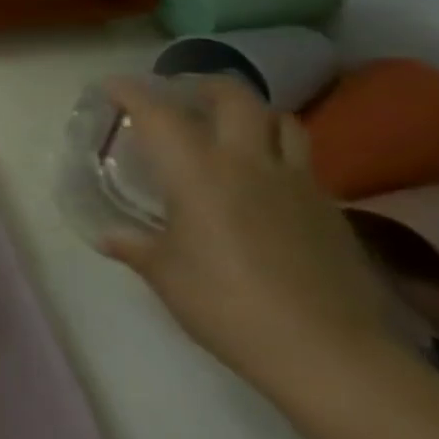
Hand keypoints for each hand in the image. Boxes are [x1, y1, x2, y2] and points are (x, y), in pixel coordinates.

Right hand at [100, 75, 399, 402]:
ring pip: (282, 121)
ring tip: (232, 129)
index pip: (158, 112)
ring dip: (253, 114)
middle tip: (184, 96)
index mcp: (197, 170)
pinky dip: (278, 155)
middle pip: (235, 97)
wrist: (327, 353)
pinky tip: (264, 183)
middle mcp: (247, 162)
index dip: (131, 92)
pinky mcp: (330, 209)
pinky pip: (303, 162)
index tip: (113, 87)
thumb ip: (135, 246)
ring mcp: (297, 183)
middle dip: (205, 85)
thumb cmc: (226, 304)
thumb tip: (108, 236)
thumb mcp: (165, 275)